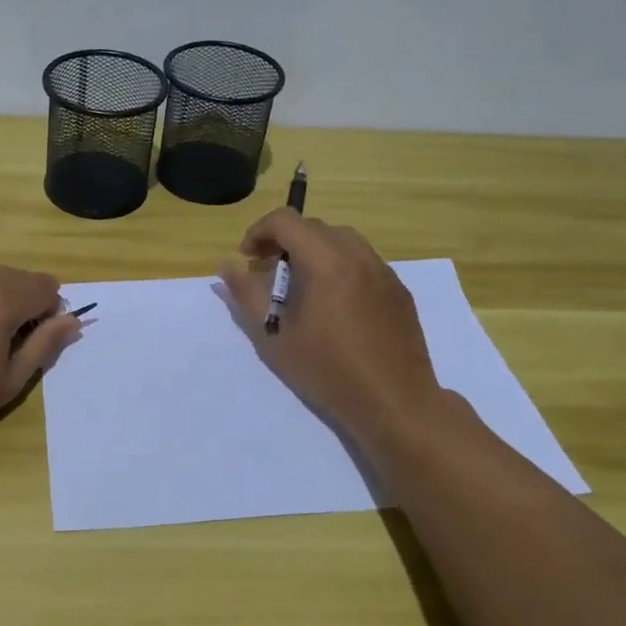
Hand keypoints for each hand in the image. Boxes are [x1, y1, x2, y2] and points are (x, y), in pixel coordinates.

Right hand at [218, 210, 448, 454]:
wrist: (396, 404)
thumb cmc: (329, 372)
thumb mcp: (274, 337)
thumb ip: (247, 295)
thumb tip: (226, 266)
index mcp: (326, 263)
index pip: (286, 221)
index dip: (259, 232)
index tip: (248, 258)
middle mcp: (358, 256)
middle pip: (314, 227)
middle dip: (285, 240)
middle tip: (269, 271)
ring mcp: (384, 272)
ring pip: (342, 239)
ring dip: (314, 249)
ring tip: (301, 283)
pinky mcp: (399, 290)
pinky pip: (363, 260)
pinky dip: (340, 265)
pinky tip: (334, 302)